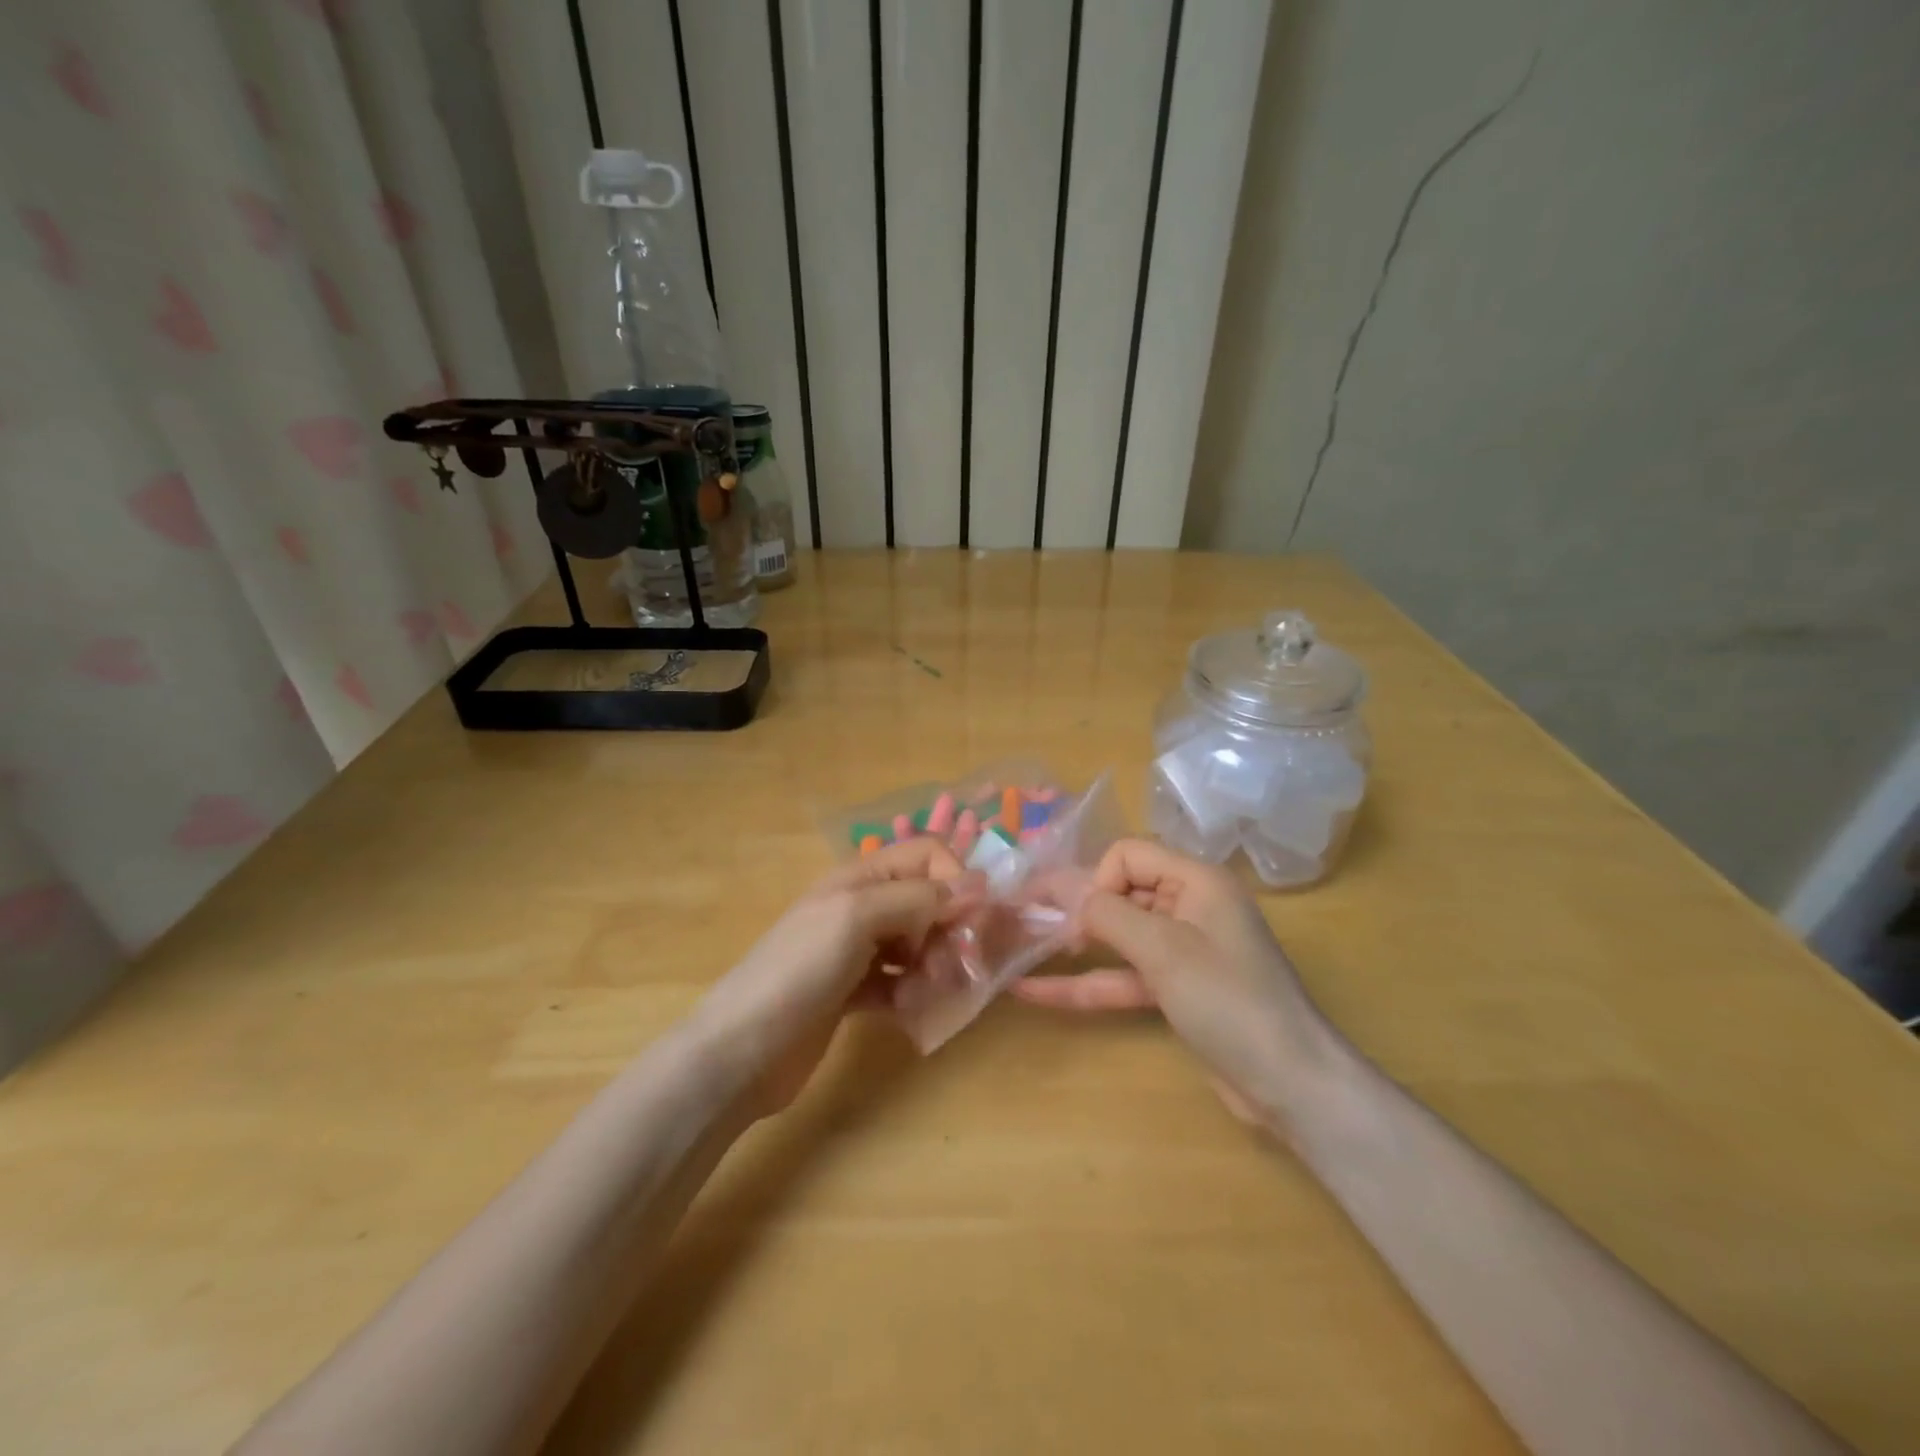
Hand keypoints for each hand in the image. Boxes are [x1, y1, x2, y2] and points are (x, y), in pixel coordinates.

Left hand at [693, 839, 967, 1118]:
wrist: (741, 1050)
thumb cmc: (799, 969)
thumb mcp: (857, 917)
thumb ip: (917, 897)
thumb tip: (977, 882)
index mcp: (862, 877)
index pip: (927, 855)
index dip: (955, 880)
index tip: (968, 921)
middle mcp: (863, 906)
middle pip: (929, 902)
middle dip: (948, 931)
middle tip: (949, 966)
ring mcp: (858, 951)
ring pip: (920, 944)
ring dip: (934, 967)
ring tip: (922, 994)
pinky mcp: (855, 992)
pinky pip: (902, 982)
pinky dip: (912, 994)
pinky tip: (906, 1012)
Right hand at [1010, 838, 1331, 1127]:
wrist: (1290, 1083)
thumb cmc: (1228, 1000)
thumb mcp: (1164, 950)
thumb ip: (1108, 915)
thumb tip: (1066, 894)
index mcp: (1196, 881)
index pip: (1128, 855)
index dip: (1098, 880)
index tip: (1081, 921)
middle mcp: (1189, 907)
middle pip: (1119, 893)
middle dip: (1074, 909)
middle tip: (1024, 924)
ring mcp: (1182, 951)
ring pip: (1116, 937)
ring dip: (1072, 946)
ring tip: (1017, 950)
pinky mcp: (1176, 990)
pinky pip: (1123, 975)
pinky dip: (1086, 983)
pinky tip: (1035, 992)